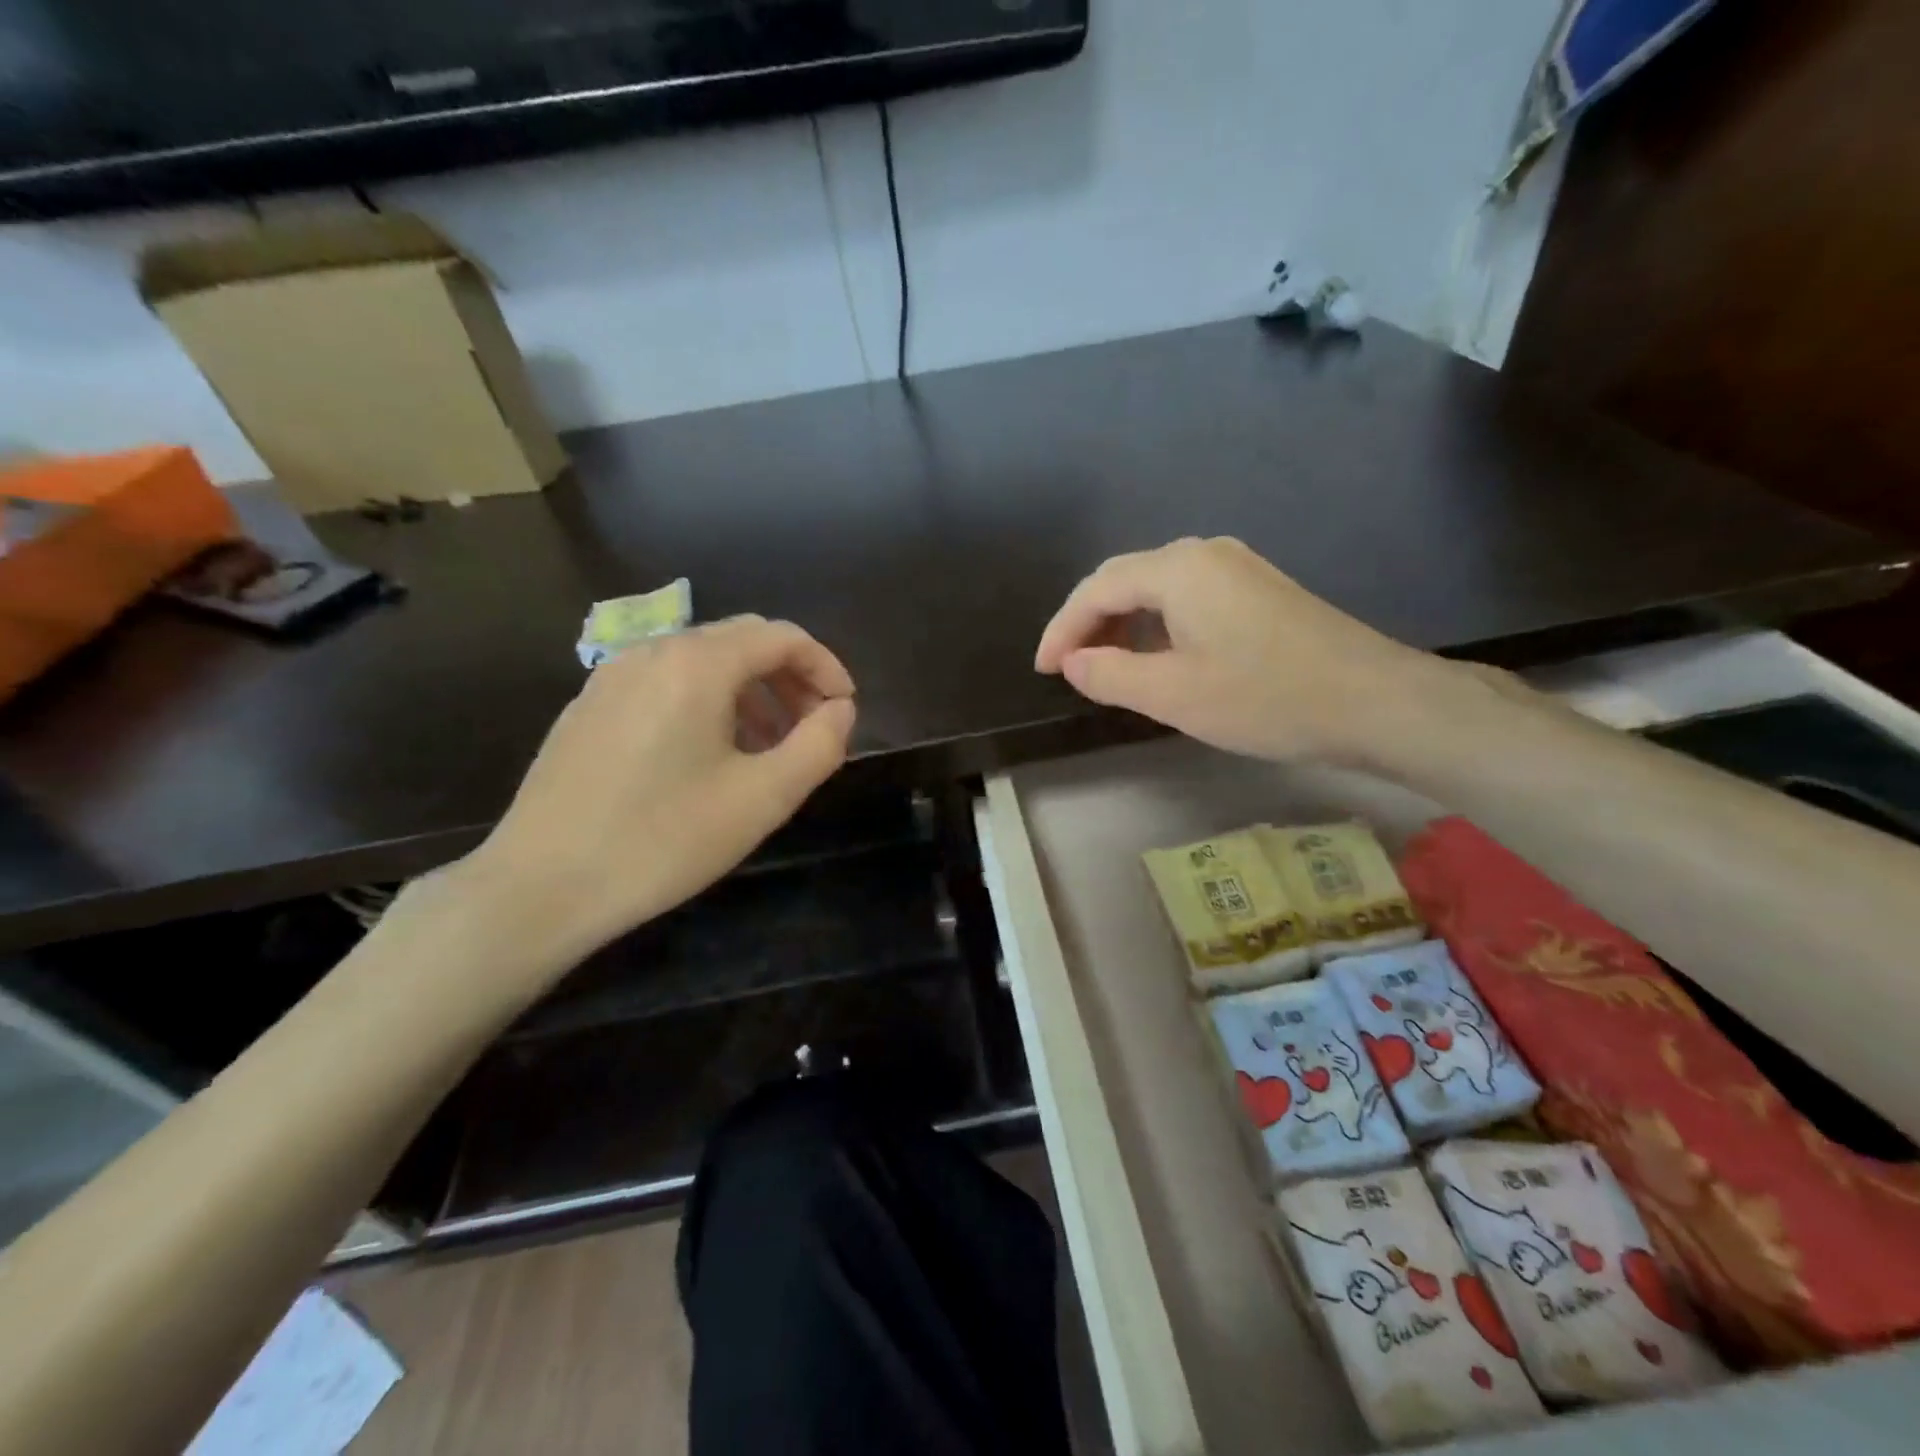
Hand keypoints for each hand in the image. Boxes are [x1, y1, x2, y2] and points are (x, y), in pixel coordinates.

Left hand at [454, 615, 856, 964]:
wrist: (540, 886)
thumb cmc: (662, 840)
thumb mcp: (762, 799)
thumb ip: (819, 746)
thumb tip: (840, 710)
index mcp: (697, 664)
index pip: (782, 637)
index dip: (826, 666)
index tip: (845, 710)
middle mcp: (652, 651)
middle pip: (742, 640)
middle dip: (790, 676)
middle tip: (813, 727)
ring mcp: (612, 676)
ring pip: (703, 660)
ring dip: (750, 690)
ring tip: (768, 746)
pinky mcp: (589, 706)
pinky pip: (665, 682)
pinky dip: (707, 701)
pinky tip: (708, 754)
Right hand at [1035, 536, 1457, 763]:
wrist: (1375, 701)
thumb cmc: (1265, 698)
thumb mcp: (1173, 695)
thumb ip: (1109, 675)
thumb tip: (1074, 662)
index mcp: (1179, 569)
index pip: (1098, 588)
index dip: (1062, 628)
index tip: (1043, 669)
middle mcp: (1206, 553)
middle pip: (1126, 579)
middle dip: (1089, 622)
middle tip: (1069, 667)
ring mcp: (1238, 568)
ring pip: (1158, 588)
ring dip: (1124, 623)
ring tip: (1106, 666)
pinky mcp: (1260, 589)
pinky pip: (1189, 597)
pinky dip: (1158, 624)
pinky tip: (1158, 657)